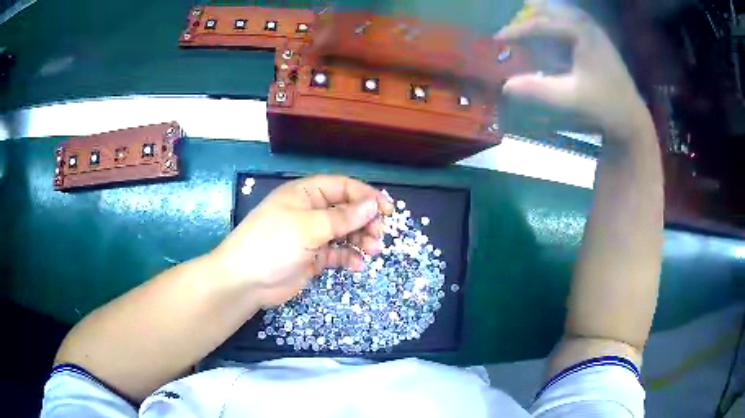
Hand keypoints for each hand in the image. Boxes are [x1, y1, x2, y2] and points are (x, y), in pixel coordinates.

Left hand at [210, 175, 393, 307]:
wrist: (245, 282)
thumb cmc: (272, 244)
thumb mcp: (308, 228)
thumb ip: (342, 217)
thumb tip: (373, 205)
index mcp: (305, 194)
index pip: (342, 187)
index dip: (366, 196)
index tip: (387, 211)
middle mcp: (310, 211)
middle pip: (346, 210)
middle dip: (365, 221)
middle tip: (378, 236)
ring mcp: (311, 236)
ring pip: (345, 232)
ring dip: (361, 240)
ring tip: (372, 251)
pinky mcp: (313, 257)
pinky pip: (337, 253)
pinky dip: (349, 258)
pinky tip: (358, 266)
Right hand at [496, 1, 649, 140]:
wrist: (631, 118)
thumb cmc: (604, 107)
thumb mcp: (571, 100)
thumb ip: (538, 90)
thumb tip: (505, 85)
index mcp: (582, 32)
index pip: (541, 23)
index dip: (517, 30)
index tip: (497, 38)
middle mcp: (586, 24)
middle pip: (548, 10)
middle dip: (525, 17)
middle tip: (507, 29)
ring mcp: (592, 30)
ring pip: (557, 13)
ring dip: (538, 19)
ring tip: (520, 29)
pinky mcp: (594, 39)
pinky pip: (567, 23)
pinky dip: (551, 26)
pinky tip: (543, 36)